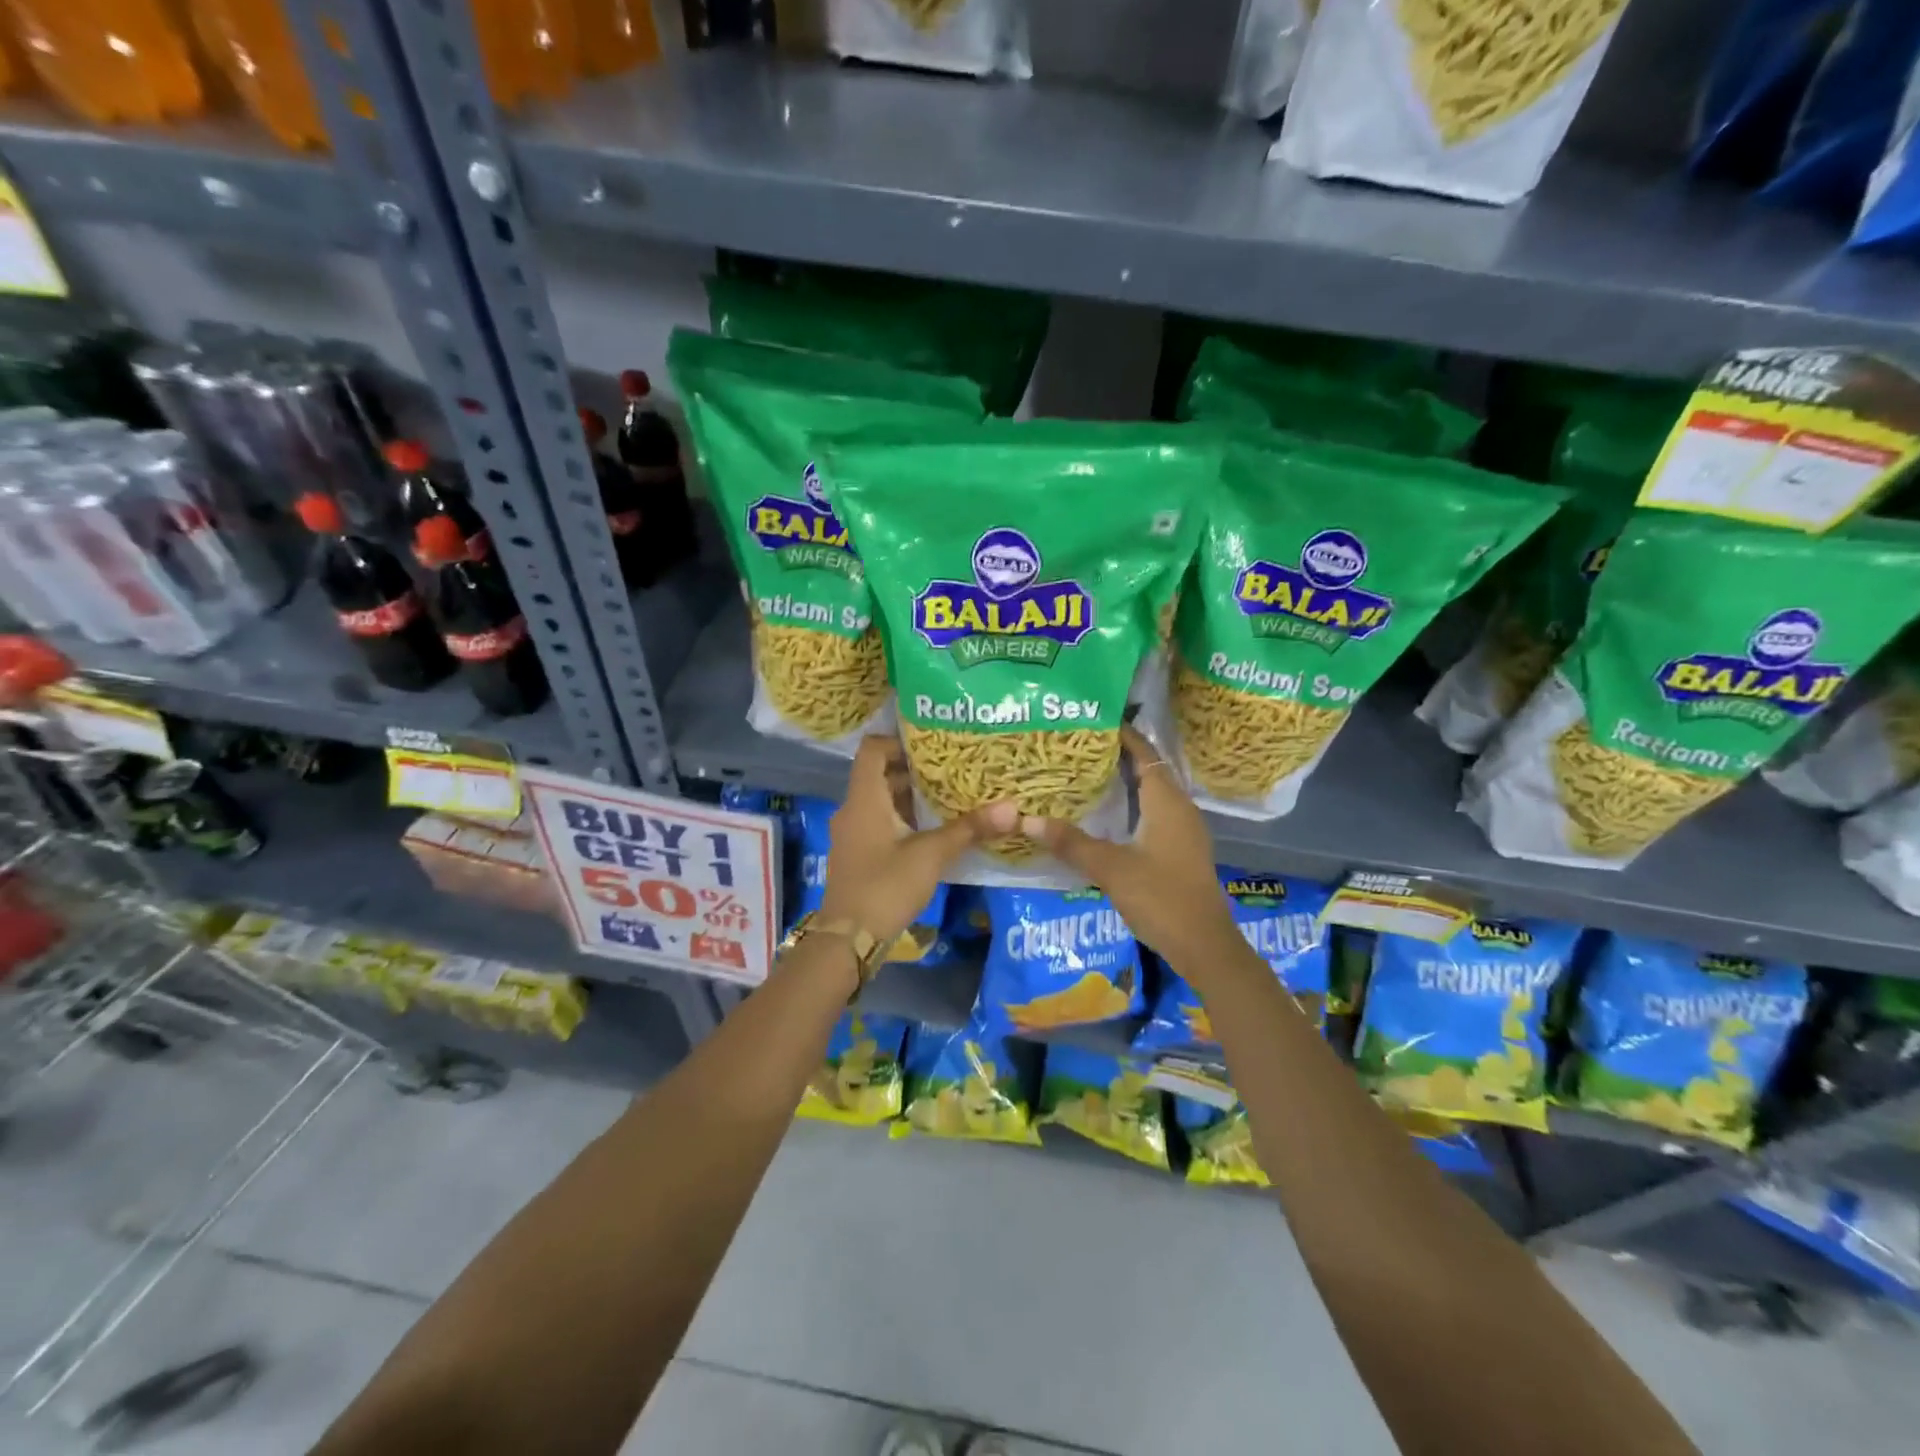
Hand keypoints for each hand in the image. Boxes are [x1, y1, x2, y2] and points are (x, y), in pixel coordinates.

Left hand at [817, 736, 1015, 948]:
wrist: (848, 940)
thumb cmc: (886, 886)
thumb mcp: (931, 855)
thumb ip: (969, 829)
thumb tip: (1011, 808)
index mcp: (864, 799)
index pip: (872, 750)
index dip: (898, 742)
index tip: (931, 747)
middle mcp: (853, 810)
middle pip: (879, 775)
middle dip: (914, 771)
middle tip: (951, 769)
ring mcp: (852, 834)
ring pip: (880, 801)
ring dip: (910, 797)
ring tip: (948, 796)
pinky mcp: (857, 855)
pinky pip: (879, 823)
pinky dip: (903, 819)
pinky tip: (932, 830)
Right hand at [1020, 727, 1242, 977]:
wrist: (1204, 946)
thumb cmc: (1162, 899)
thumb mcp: (1111, 869)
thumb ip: (1071, 843)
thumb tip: (1028, 820)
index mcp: (1168, 802)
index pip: (1145, 754)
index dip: (1123, 736)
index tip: (1093, 721)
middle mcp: (1180, 808)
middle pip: (1149, 770)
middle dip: (1118, 756)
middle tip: (1080, 748)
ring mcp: (1183, 831)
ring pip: (1152, 793)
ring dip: (1125, 782)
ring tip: (1088, 775)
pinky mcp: (1180, 851)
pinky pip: (1154, 814)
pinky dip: (1132, 805)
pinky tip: (1107, 816)